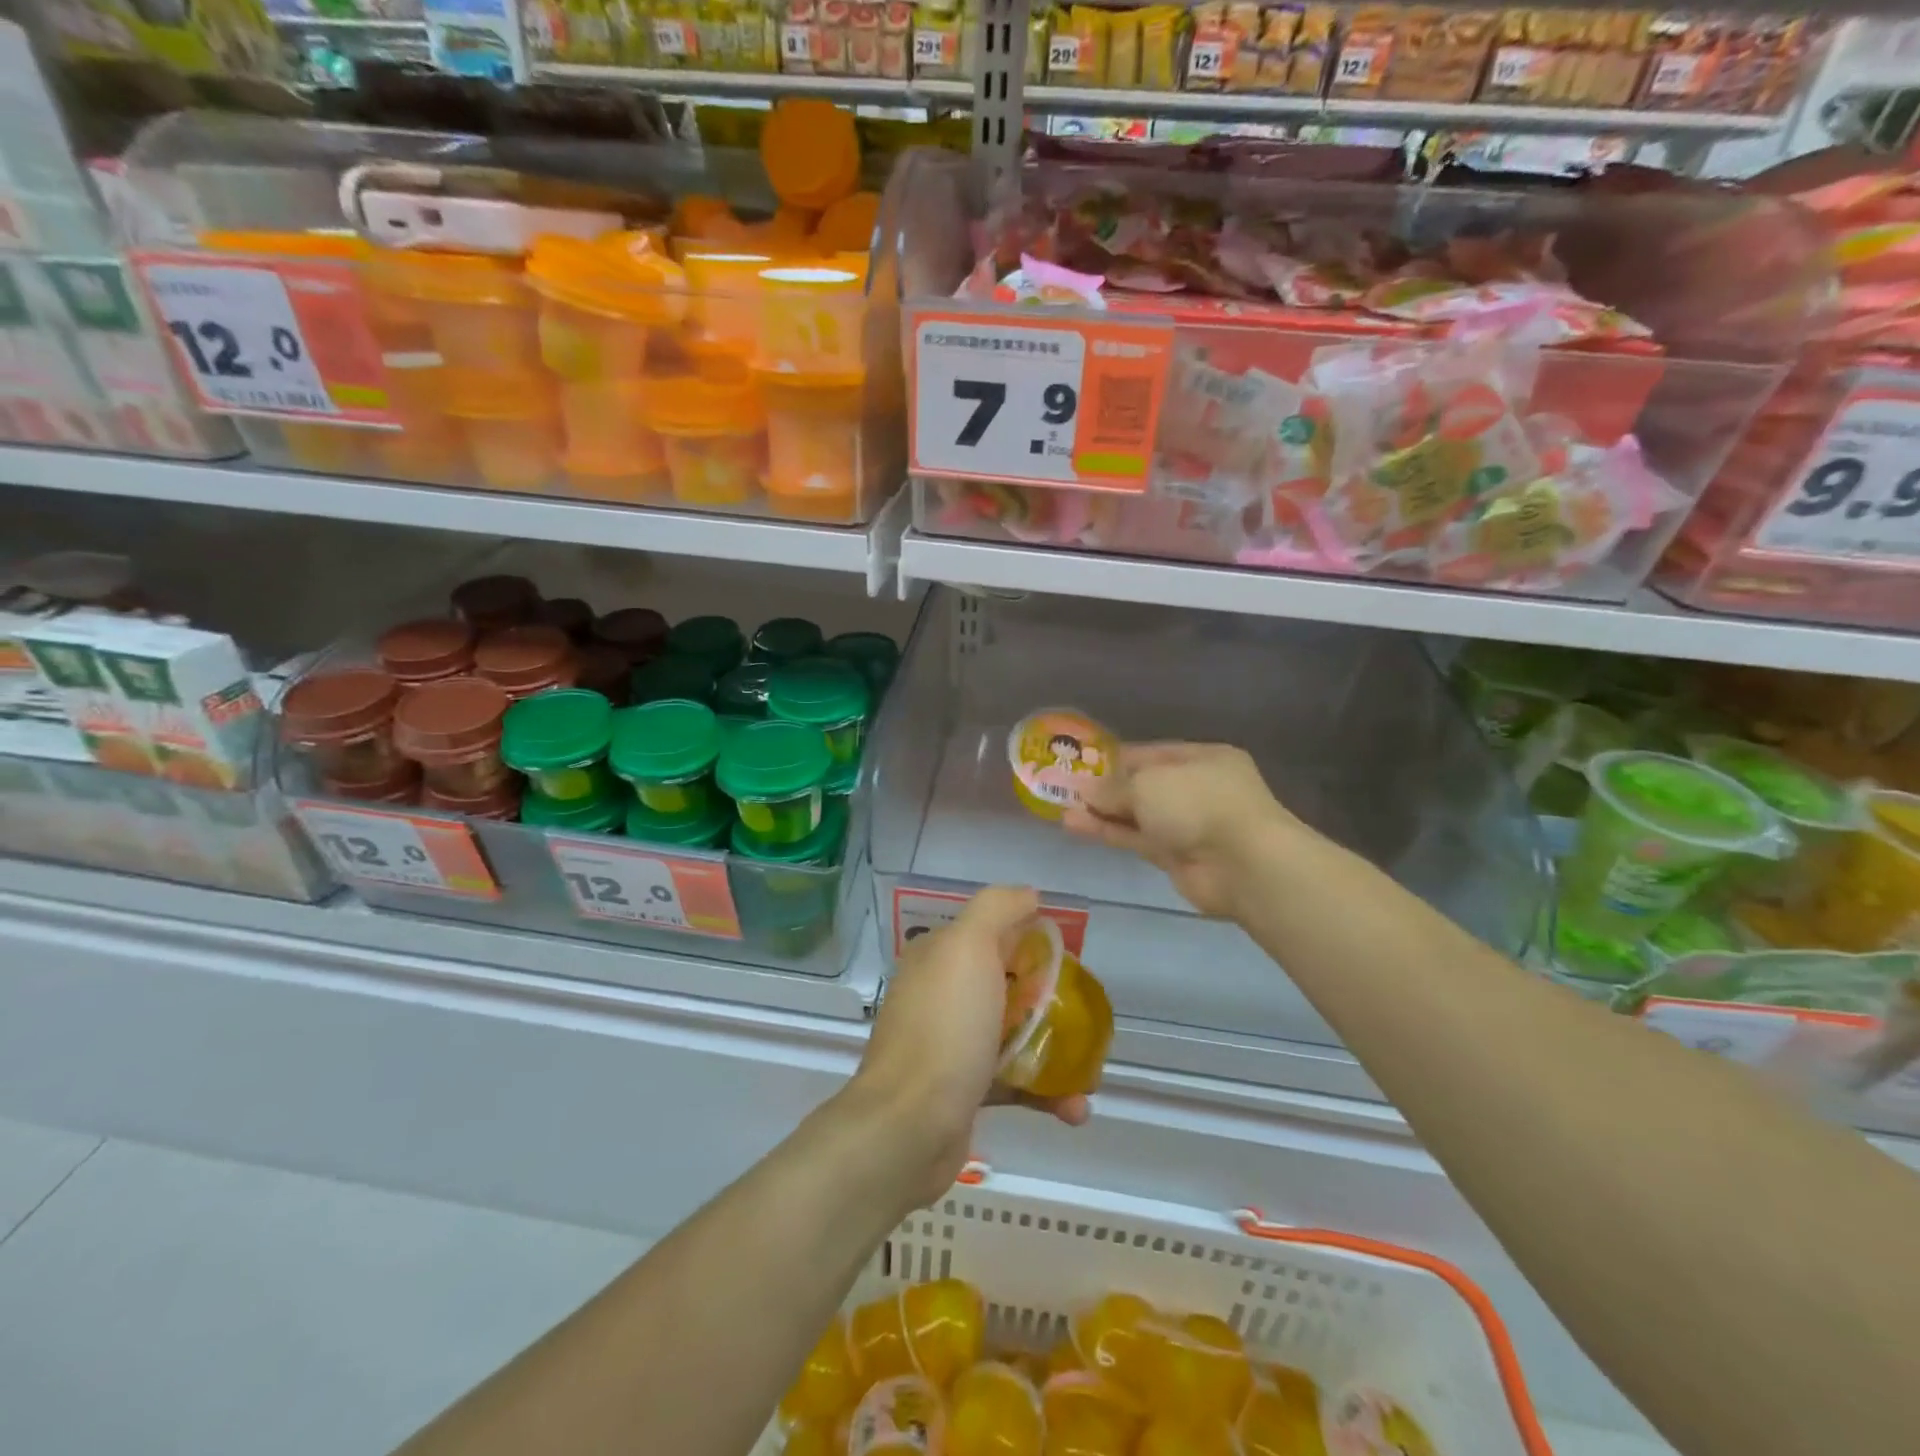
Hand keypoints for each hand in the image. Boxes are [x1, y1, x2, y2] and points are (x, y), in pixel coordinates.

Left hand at [846, 886, 1090, 1211]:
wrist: (909, 1125)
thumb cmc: (945, 1027)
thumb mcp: (967, 946)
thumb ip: (996, 908)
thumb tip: (1029, 895)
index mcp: (939, 956)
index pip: (991, 932)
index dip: (1031, 939)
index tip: (1068, 958)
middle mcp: (942, 994)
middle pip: (1008, 983)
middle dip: (1050, 998)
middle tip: (1085, 1014)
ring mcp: (952, 1044)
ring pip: (1014, 1034)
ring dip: (1055, 1049)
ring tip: (1091, 1070)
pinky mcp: (964, 1090)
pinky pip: (1013, 1081)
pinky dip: (1046, 1092)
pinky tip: (1076, 1109)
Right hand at [1064, 742, 1293, 916]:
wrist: (1242, 864)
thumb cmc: (1198, 802)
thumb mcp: (1148, 783)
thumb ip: (1113, 786)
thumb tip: (1085, 789)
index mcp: (1202, 758)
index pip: (1151, 753)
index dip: (1115, 759)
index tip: (1082, 765)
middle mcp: (1197, 788)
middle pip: (1144, 786)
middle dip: (1106, 789)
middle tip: (1066, 789)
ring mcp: (1188, 825)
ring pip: (1137, 815)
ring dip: (1102, 813)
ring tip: (1062, 811)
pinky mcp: (1176, 857)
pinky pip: (1136, 839)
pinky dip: (1109, 833)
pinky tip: (1075, 826)